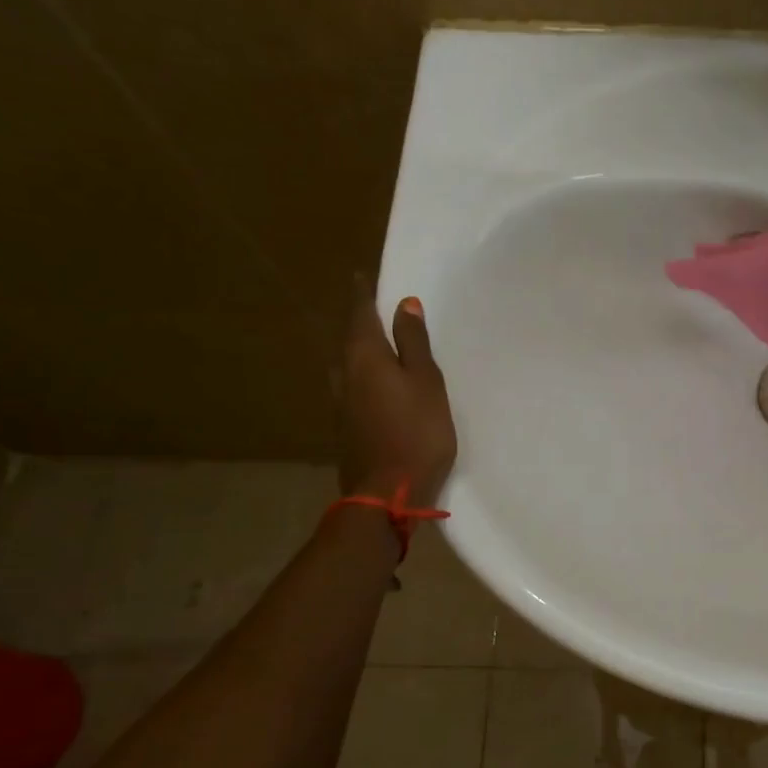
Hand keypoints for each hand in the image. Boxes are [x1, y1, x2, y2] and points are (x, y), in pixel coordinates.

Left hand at [336, 276, 457, 505]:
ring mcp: (341, 403)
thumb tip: (404, 304)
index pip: (360, 313)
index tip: (363, 274)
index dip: (364, 293)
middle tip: (377, 306)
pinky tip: (379, 383)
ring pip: (350, 364)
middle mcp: (344, 374)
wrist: (387, 493)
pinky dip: (366, 375)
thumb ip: (415, 344)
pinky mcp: (346, 427)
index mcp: (364, 357)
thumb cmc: (417, 432)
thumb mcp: (427, 383)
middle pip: (350, 338)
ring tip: (380, 343)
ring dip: (362, 349)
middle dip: (362, 320)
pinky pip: (354, 387)